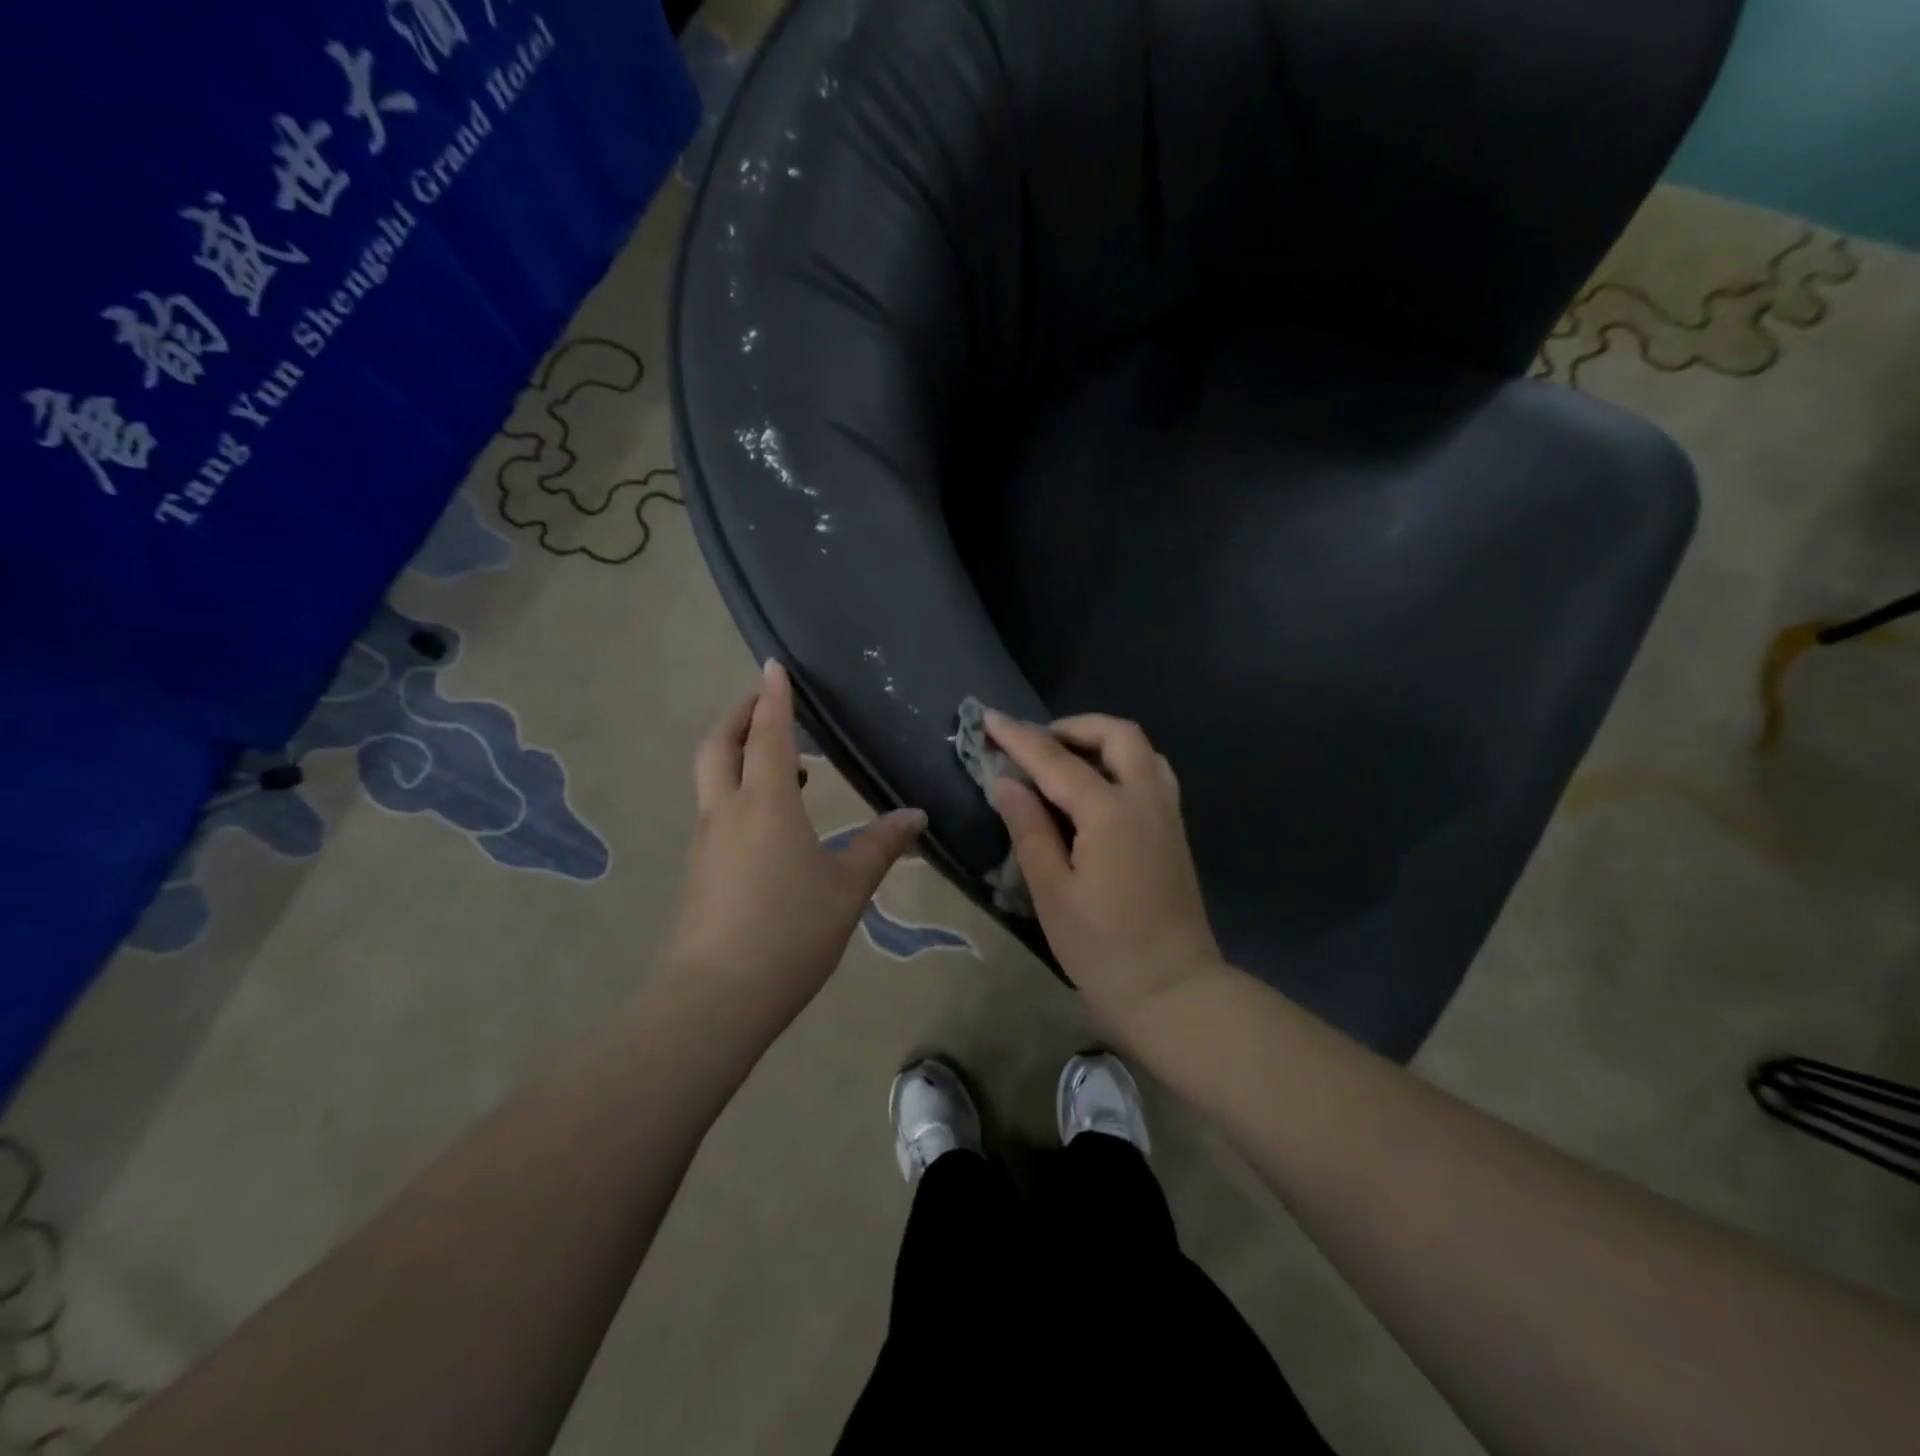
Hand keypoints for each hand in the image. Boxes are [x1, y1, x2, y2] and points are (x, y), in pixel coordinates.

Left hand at [664, 661, 926, 1016]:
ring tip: (780, 763)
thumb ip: (880, 846)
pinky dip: (737, 791)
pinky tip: (770, 821)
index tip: (772, 666)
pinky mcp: (700, 870)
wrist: (717, 997)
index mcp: (766, 804)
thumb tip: (915, 815)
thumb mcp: (848, 888)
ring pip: (712, 778)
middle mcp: (727, 811)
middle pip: (719, 746)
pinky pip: (716, 810)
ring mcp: (706, 841)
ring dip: (736, 754)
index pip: (767, 734)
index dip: (772, 698)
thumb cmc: (790, 931)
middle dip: (739, 716)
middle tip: (764, 703)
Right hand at [983, 710, 1226, 1034]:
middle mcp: (1146, 800)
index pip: (1056, 761)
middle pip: (1118, 735)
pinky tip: (1096, 792)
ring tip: (1064, 763)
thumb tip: (1006, 782)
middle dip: (1074, 727)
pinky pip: (1151, 775)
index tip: (988, 718)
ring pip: (1141, 751)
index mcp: (1110, 813)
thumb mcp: (1052, 892)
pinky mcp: (1175, 833)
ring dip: (1102, 742)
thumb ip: (1029, 829)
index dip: (1019, 738)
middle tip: (1036, 745)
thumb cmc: (1103, 949)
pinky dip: (1121, 764)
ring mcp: (1167, 815)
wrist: (1173, 992)